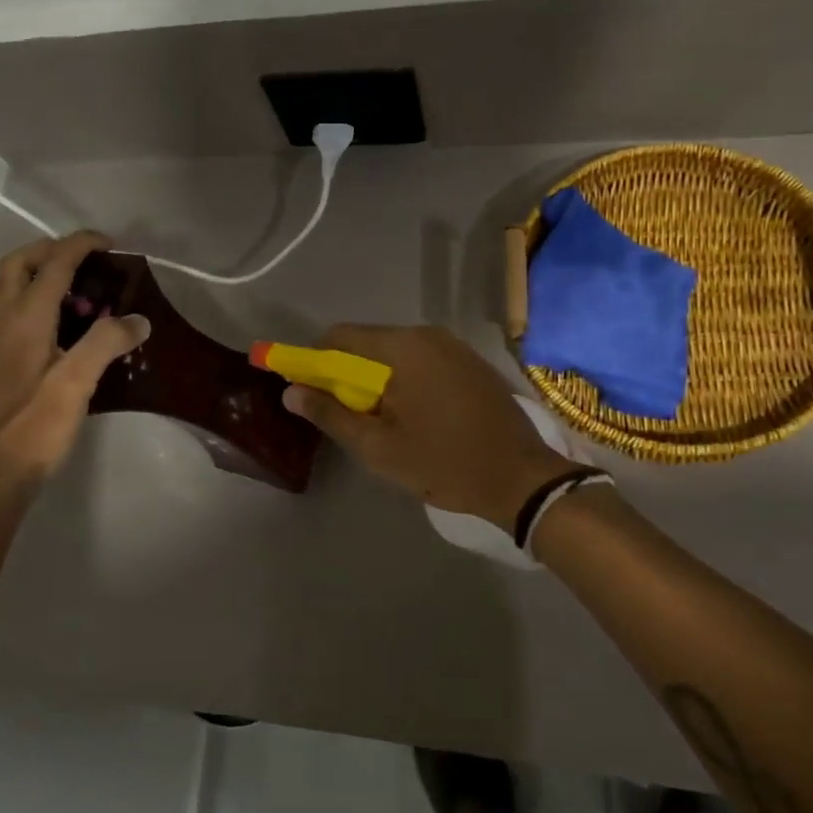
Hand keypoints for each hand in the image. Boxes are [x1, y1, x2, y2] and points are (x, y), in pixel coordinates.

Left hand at [0, 231, 149, 487]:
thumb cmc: (35, 425)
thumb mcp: (78, 382)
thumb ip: (107, 343)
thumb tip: (138, 319)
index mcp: (24, 318)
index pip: (52, 264)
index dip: (80, 245)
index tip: (109, 244)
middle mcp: (1, 321)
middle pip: (17, 265)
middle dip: (50, 251)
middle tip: (85, 261)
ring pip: (7, 287)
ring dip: (37, 274)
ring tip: (77, 292)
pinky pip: (8, 311)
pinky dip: (32, 300)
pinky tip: (59, 329)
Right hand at [283, 324, 583, 527]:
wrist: (522, 477)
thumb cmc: (444, 463)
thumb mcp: (378, 447)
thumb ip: (331, 415)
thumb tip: (291, 391)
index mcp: (401, 348)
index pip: (338, 337)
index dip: (314, 361)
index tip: (309, 394)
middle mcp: (426, 334)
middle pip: (366, 343)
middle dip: (346, 374)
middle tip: (346, 417)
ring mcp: (452, 345)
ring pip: (394, 352)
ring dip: (376, 378)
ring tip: (380, 421)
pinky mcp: (469, 361)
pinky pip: (421, 359)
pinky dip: (404, 378)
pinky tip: (413, 414)